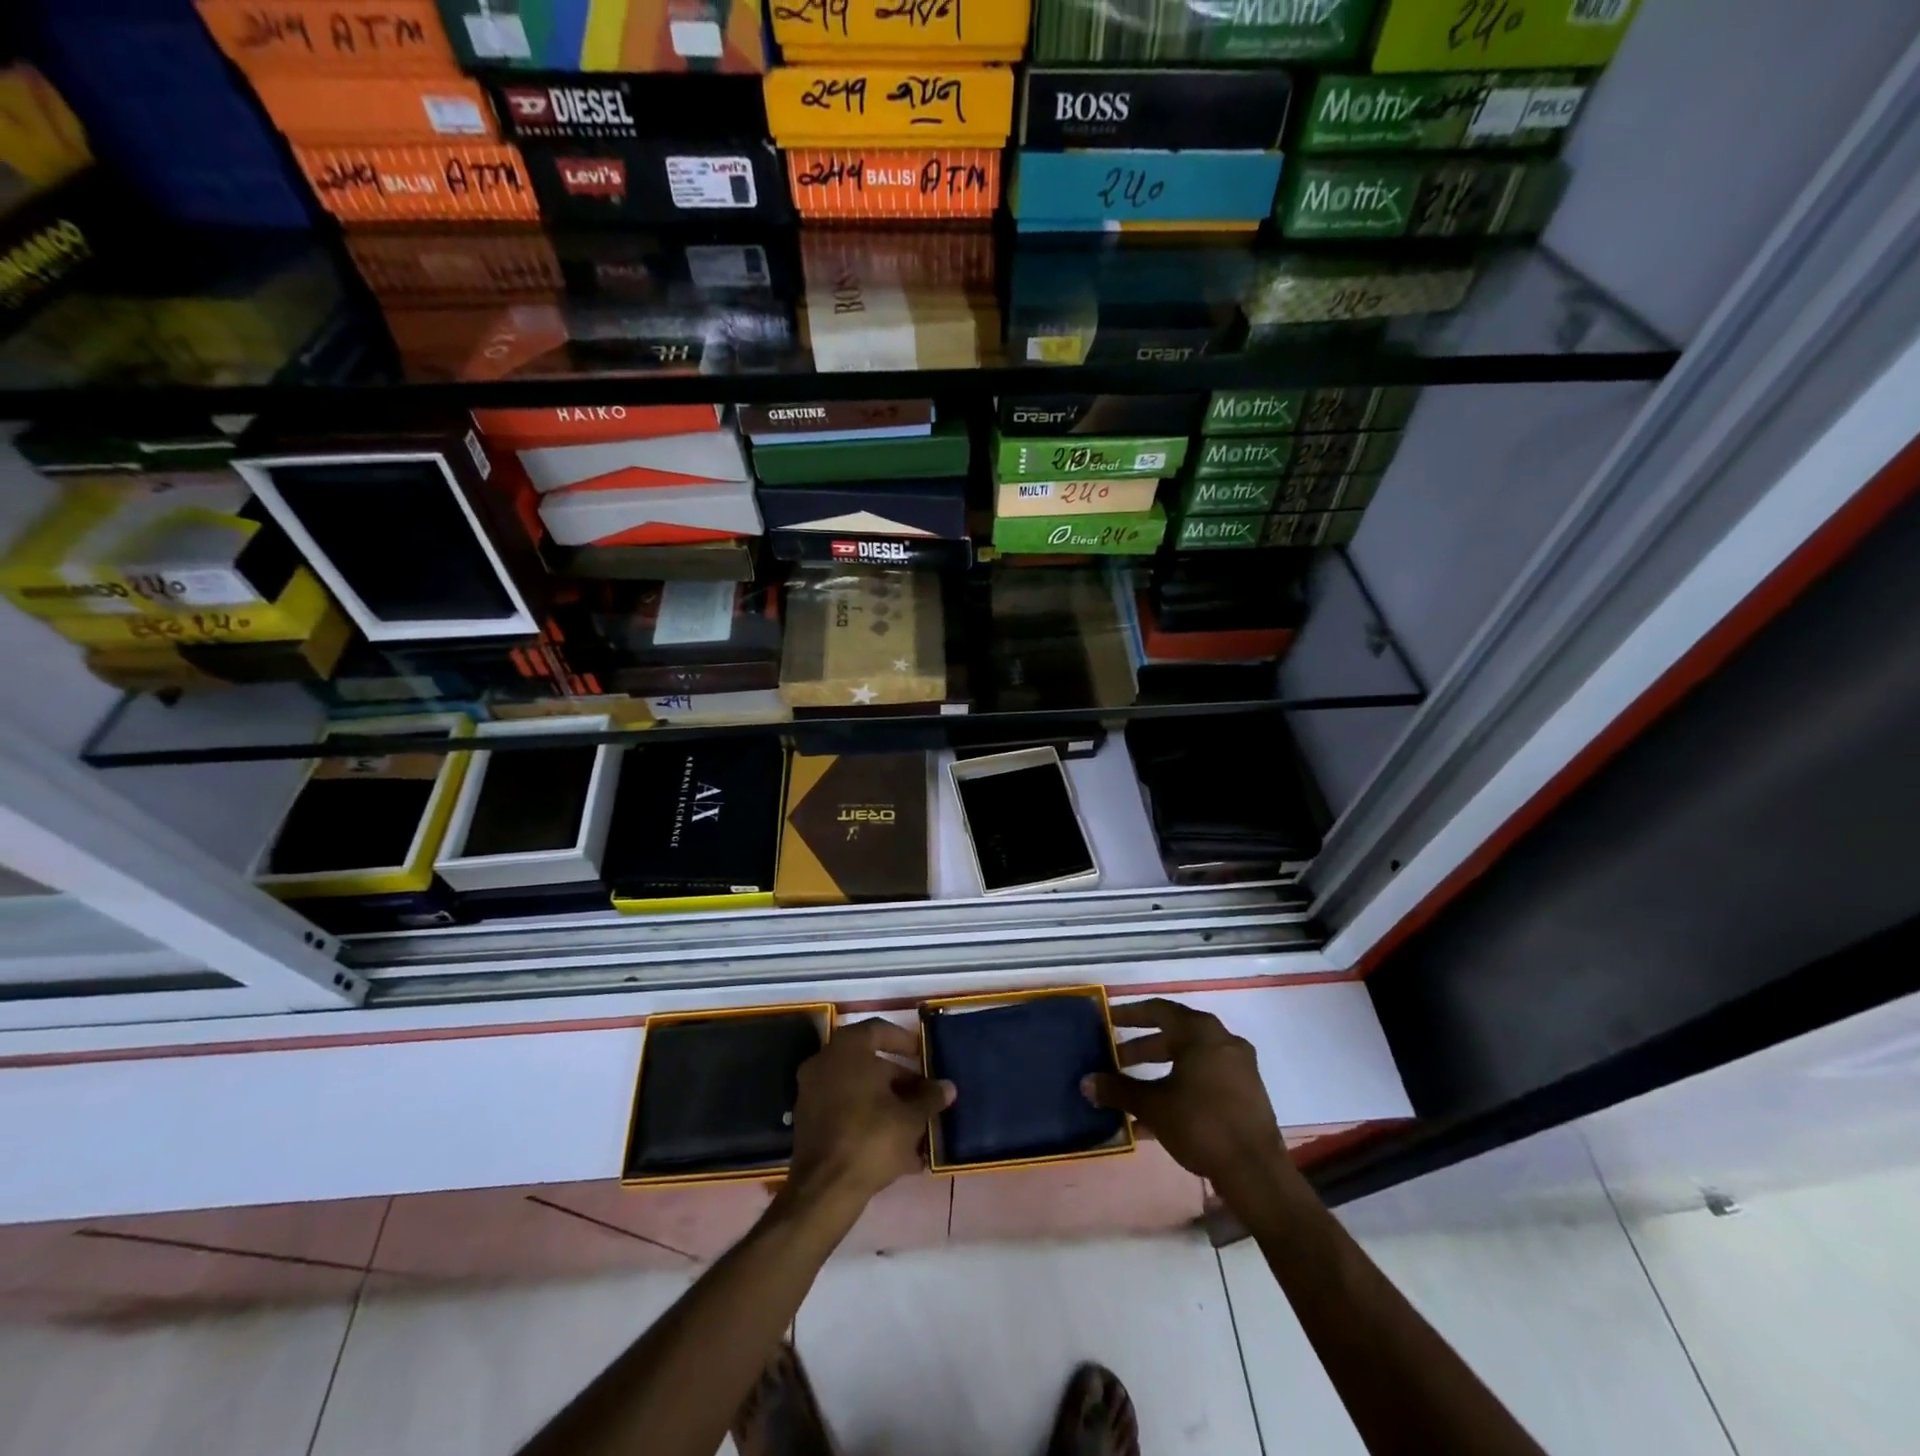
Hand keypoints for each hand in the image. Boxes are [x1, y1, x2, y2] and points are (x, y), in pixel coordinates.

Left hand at [785, 1019, 954, 1213]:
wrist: (825, 1189)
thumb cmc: (871, 1137)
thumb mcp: (910, 1117)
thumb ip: (929, 1097)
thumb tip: (947, 1087)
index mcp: (847, 1049)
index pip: (879, 1030)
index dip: (904, 1041)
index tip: (923, 1055)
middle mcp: (825, 1063)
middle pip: (869, 1064)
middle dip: (900, 1081)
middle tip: (925, 1096)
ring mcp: (813, 1093)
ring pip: (859, 1091)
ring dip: (888, 1104)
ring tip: (917, 1127)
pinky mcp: (809, 1124)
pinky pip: (846, 1113)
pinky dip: (870, 1122)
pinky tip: (898, 1149)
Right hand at [1082, 998, 1291, 1195]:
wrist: (1256, 1172)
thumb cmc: (1201, 1124)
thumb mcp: (1153, 1106)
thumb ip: (1118, 1090)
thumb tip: (1086, 1082)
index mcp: (1200, 1032)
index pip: (1158, 1010)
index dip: (1130, 1014)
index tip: (1107, 1021)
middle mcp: (1222, 1040)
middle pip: (1175, 1034)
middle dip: (1142, 1048)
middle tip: (1115, 1060)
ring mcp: (1239, 1066)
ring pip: (1190, 1058)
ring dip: (1160, 1069)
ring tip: (1133, 1089)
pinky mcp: (1247, 1092)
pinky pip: (1206, 1077)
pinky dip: (1181, 1085)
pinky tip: (1159, 1113)